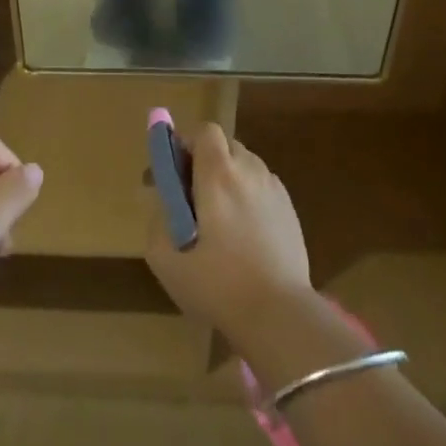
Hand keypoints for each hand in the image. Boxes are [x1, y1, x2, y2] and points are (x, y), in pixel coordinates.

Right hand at [144, 124, 311, 348]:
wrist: (279, 314)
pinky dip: (248, 195)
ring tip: (218, 218)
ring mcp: (273, 187)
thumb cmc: (219, 285)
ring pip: (244, 165)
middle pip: (225, 145)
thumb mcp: (168, 261)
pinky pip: (261, 185)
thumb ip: (157, 222)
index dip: (187, 142)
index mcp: (218, 174)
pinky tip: (243, 232)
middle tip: (192, 196)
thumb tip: (162, 202)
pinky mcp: (289, 207)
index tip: (175, 170)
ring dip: (227, 177)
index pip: (205, 131)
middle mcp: (249, 169)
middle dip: (205, 161)